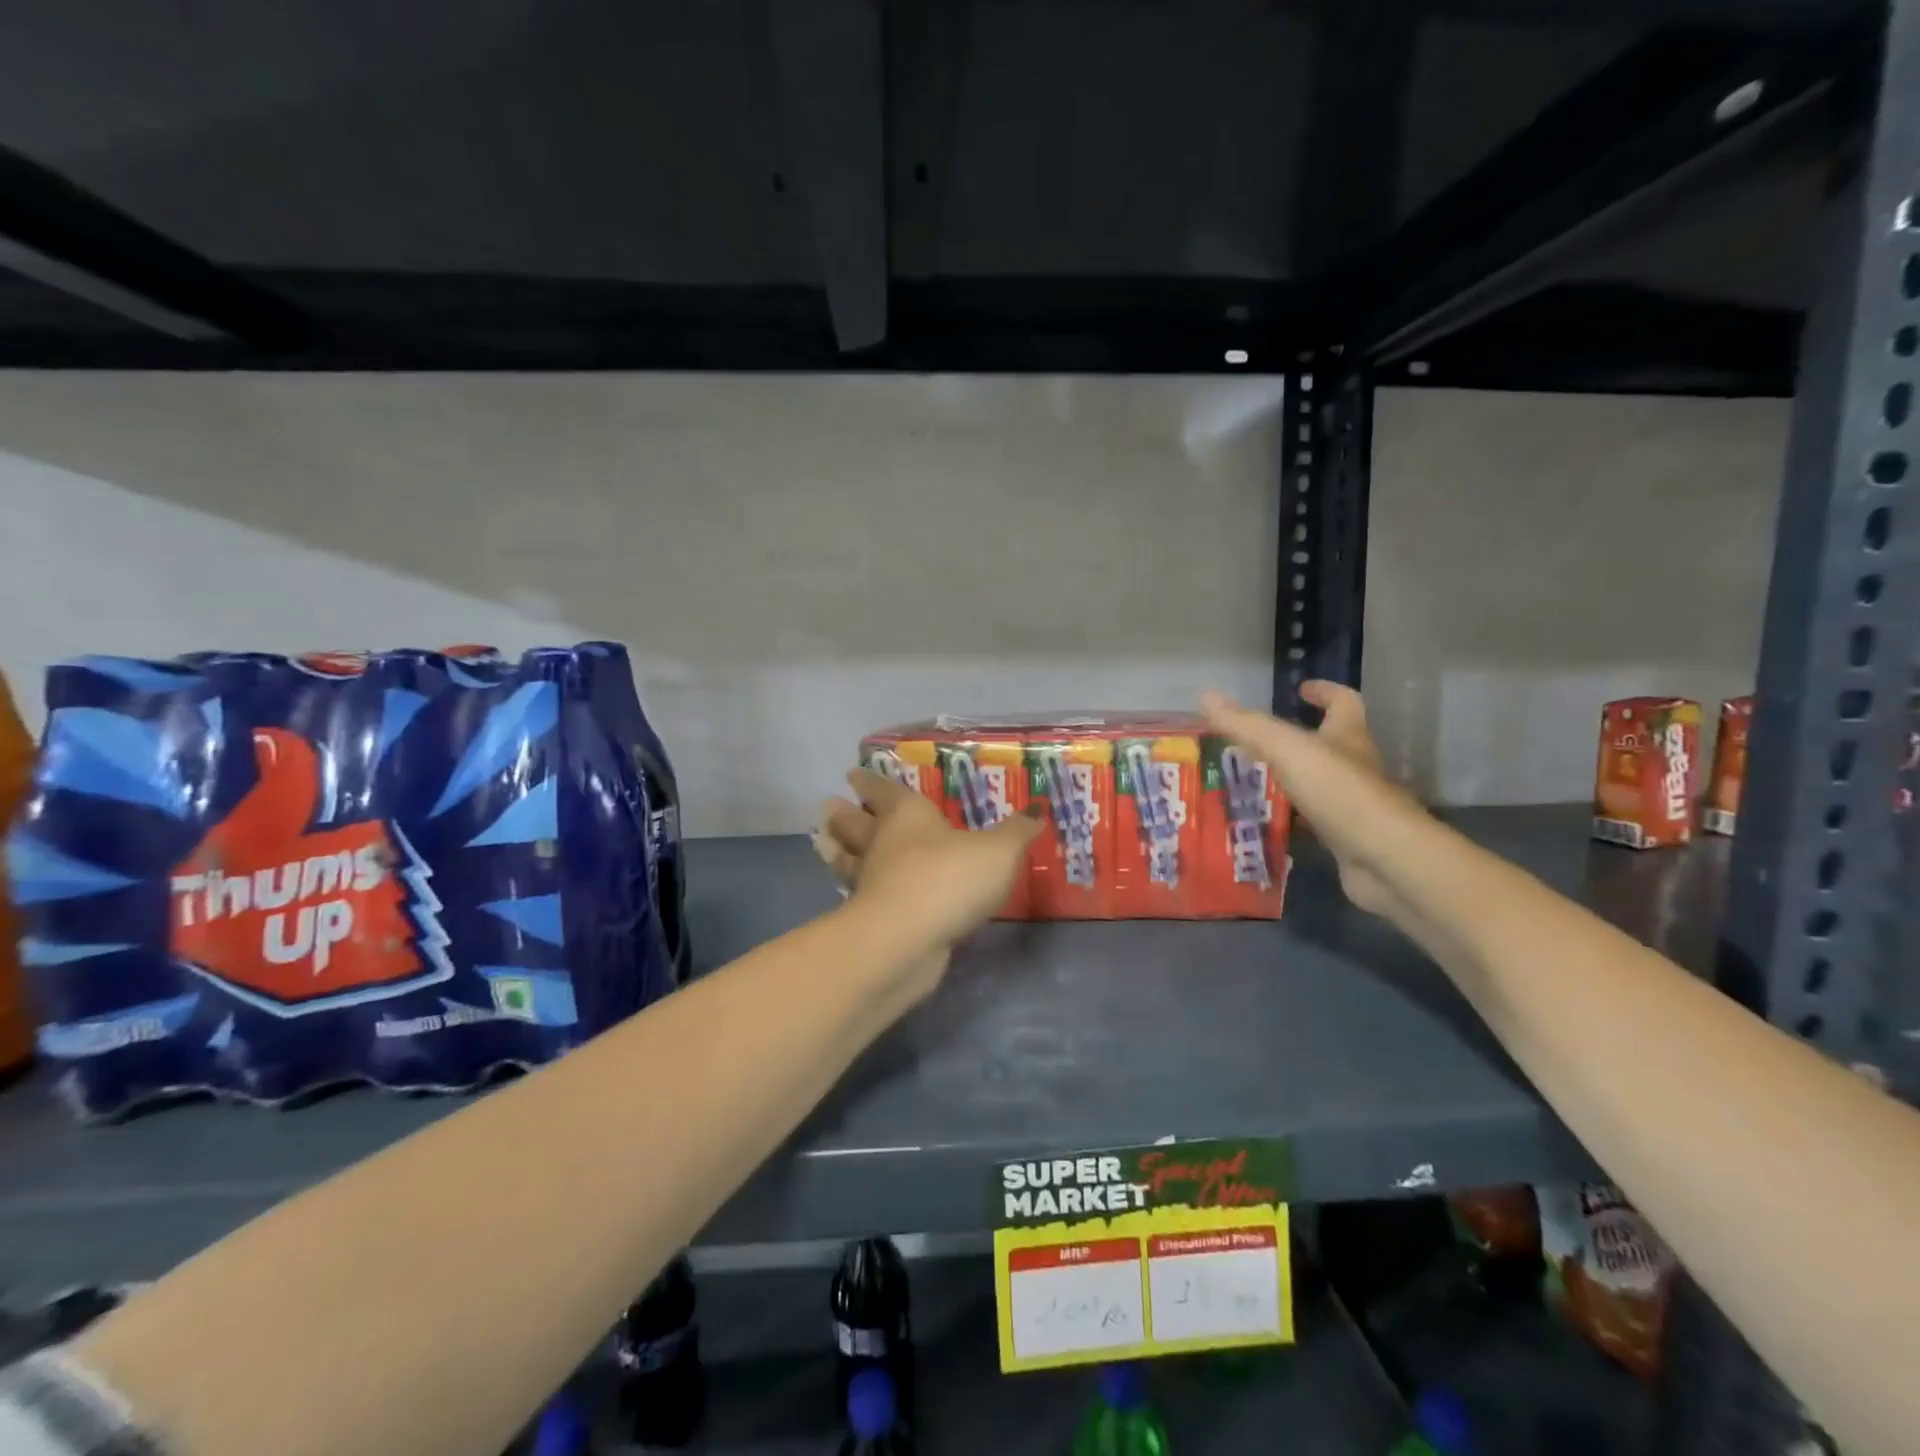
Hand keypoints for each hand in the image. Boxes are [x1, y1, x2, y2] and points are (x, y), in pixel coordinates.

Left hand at [818, 768, 1042, 957]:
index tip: (853, 775)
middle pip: (856, 824)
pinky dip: (855, 890)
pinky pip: (859, 896)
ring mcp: (871, 883)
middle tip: (828, 806)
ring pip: (847, 860)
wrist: (909, 939)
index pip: (884, 792)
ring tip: (824, 842)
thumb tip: (1037, 810)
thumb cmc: (949, 879)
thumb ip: (1016, 832)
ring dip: (836, 850)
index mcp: (907, 817)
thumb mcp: (998, 851)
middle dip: (844, 814)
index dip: (870, 782)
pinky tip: (856, 894)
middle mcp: (883, 844)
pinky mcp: (870, 920)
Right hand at [1201, 681, 1413, 916]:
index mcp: (1348, 737)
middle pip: (1329, 744)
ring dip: (1288, 781)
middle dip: (1296, 740)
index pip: (1344, 702)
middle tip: (1253, 742)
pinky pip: (1313, 822)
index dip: (1324, 692)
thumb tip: (1206, 696)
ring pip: (1317, 785)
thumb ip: (1246, 725)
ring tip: (1248, 782)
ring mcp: (1353, 805)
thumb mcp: (1286, 749)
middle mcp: (1355, 767)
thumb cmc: (1339, 792)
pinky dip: (1290, 820)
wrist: (1385, 859)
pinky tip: (1263, 824)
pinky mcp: (1346, 839)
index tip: (1300, 689)